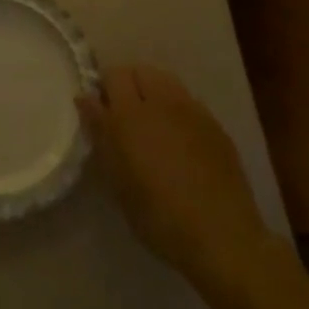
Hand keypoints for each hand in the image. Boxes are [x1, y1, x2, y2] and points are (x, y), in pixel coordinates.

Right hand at [80, 65, 275, 293]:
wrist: (223, 237)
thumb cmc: (159, 217)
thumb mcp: (118, 181)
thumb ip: (101, 134)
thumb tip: (85, 99)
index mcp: (132, 114)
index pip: (113, 74)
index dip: (104, 88)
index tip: (101, 112)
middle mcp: (162, 101)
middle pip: (140, 70)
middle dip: (128, 85)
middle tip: (125, 117)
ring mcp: (192, 110)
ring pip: (165, 80)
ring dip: (153, 92)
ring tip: (153, 124)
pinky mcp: (214, 124)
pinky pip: (187, 101)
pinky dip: (176, 109)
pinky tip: (180, 140)